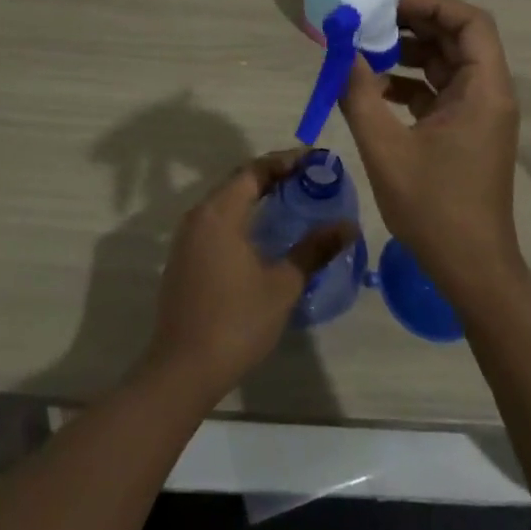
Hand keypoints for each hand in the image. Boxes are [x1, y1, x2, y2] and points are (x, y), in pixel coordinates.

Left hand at [142, 151, 356, 404]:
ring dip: (256, 195)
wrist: (182, 370)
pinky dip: (242, 214)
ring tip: (291, 198)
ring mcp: (187, 238)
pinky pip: (217, 220)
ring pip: (226, 201)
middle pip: (239, 181)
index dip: (285, 161)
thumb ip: (314, 249)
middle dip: (273, 175)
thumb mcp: (282, 285)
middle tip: (308, 177)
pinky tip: (262, 231)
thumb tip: (348, 226)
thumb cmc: (236, 322)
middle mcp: (199, 216)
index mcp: (220, 213)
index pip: (255, 170)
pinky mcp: (184, 258)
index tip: (315, 159)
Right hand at [339, 0, 524, 303]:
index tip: (390, 6)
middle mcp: (488, 93)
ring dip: (409, 53)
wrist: (472, 270)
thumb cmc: (434, 208)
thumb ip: (360, 96)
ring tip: (367, 52)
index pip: (472, 23)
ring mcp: (479, 113)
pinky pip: (440, 90)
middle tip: (371, 23)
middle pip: (458, 38)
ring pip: (447, 63)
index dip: (433, 5)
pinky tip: (375, 90)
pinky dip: (410, 83)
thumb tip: (342, 53)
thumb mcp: (386, 149)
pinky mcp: (466, 131)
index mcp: (484, 90)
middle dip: (414, 25)